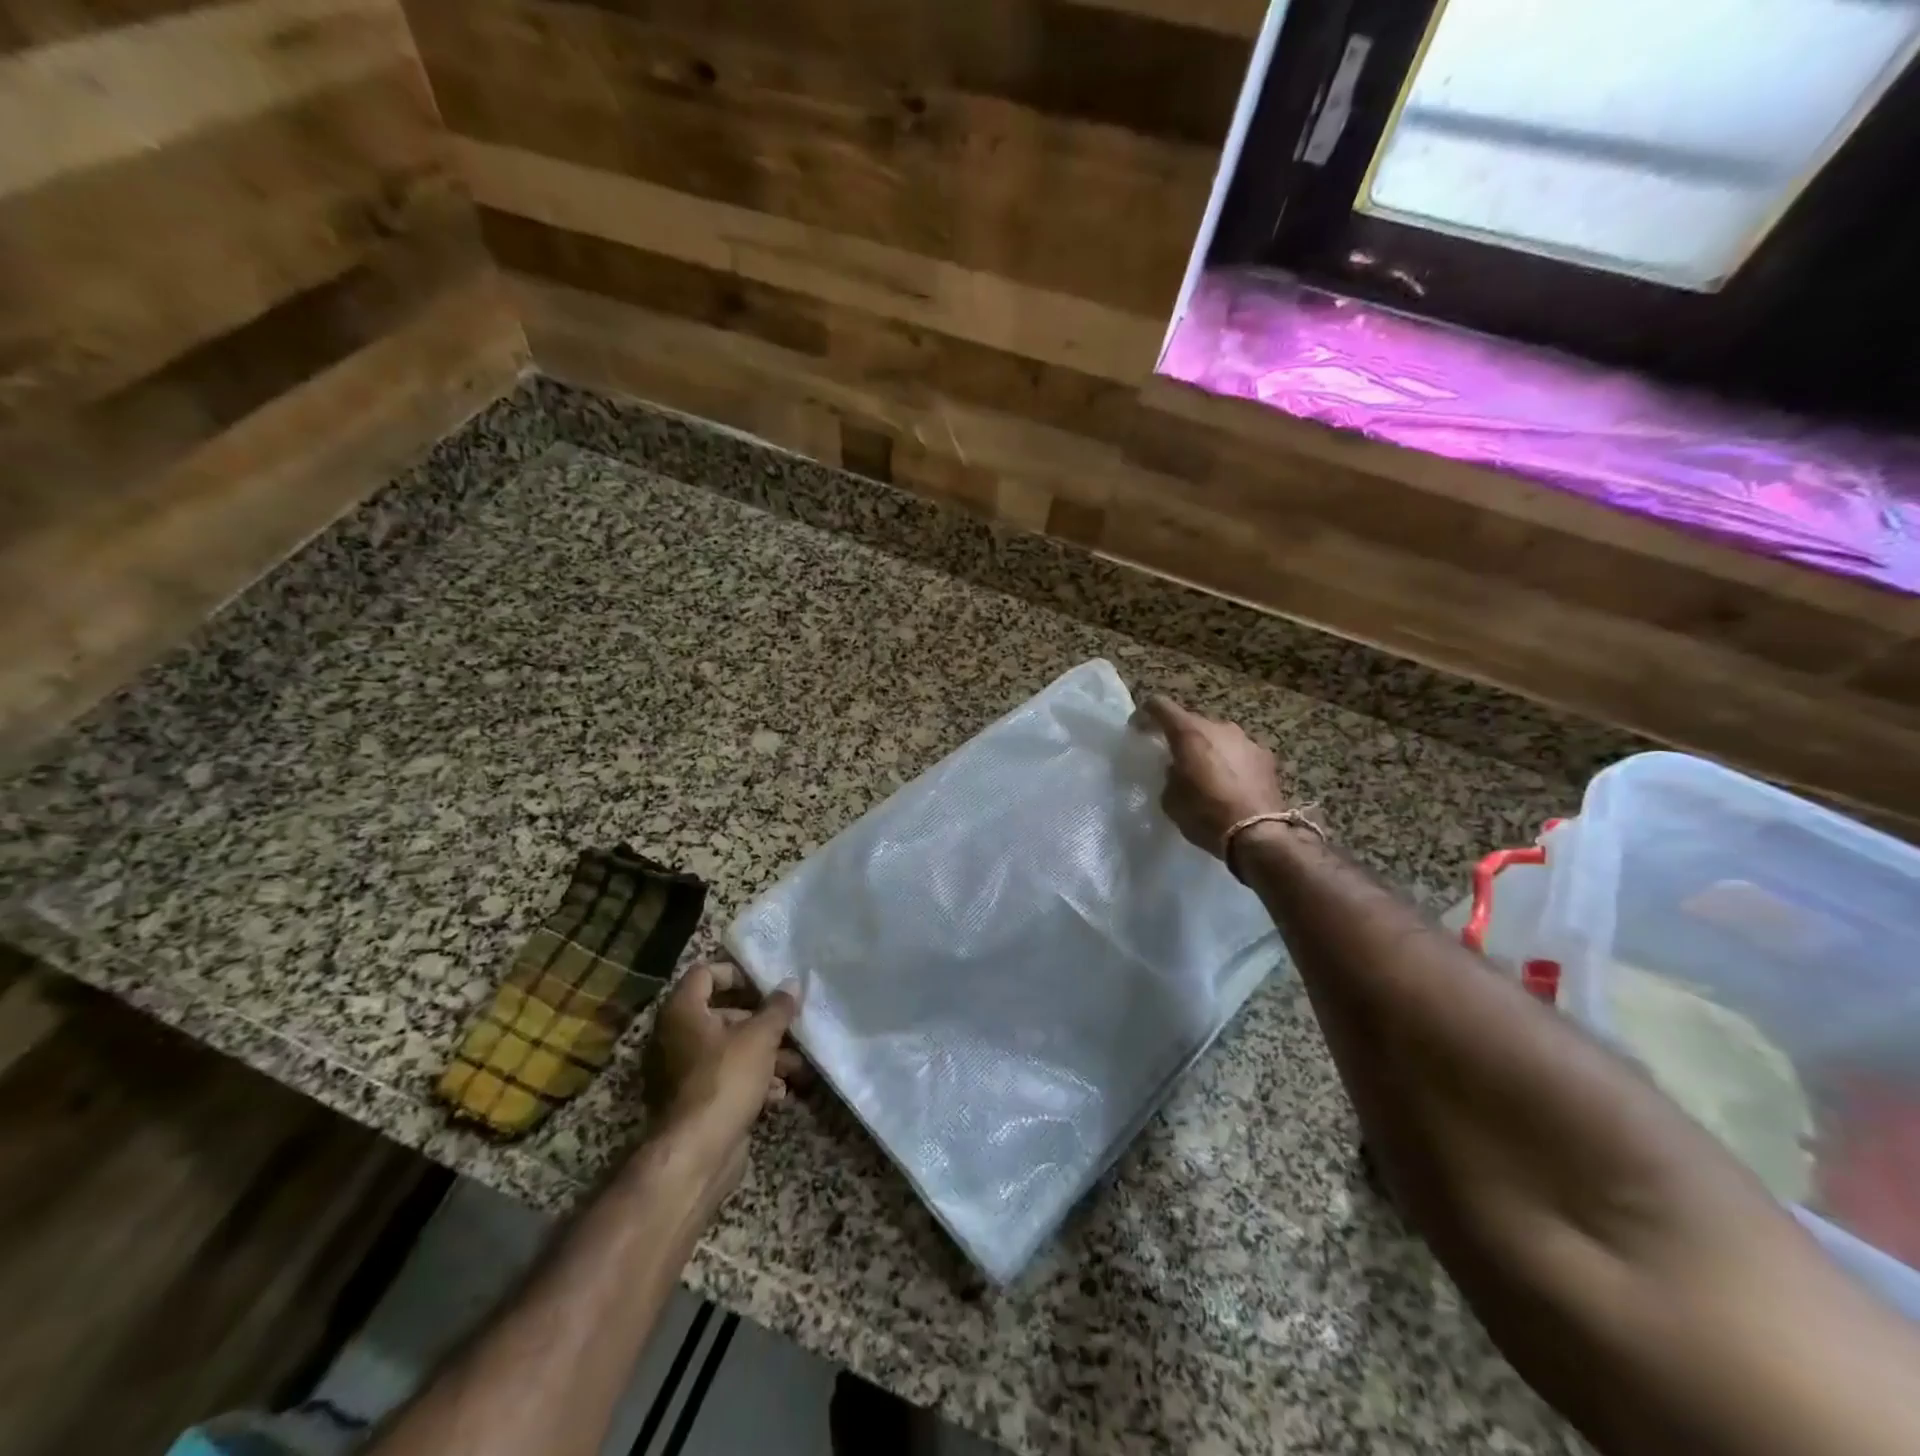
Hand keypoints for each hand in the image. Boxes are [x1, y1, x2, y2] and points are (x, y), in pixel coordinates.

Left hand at [641, 959, 803, 1194]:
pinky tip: (779, 1093)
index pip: (705, 973)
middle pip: (723, 1013)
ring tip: (796, 1066)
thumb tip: (791, 984)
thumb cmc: (725, 1079)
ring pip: (730, 1049)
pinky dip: (752, 1080)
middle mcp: (676, 1037)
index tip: (766, 985)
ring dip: (765, 1054)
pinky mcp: (695, 1101)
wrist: (696, 1154)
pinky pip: (726, 1078)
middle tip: (790, 1025)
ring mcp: (683, 1072)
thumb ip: (777, 1008)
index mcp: (682, 1012)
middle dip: (761, 1021)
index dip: (737, 973)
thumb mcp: (760, 1037)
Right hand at [1137, 694, 1293, 857]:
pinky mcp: (1265, 756)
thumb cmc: (1205, 815)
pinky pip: (1238, 751)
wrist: (1257, 834)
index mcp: (1188, 733)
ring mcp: (1245, 739)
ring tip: (1205, 771)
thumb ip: (1170, 775)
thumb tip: (1177, 769)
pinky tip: (1230, 782)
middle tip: (1173, 757)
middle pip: (1191, 721)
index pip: (1159, 705)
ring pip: (1217, 735)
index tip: (1138, 728)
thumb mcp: (1170, 799)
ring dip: (1207, 747)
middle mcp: (1217, 727)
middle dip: (1179, 735)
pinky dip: (1230, 761)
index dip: (1145, 714)